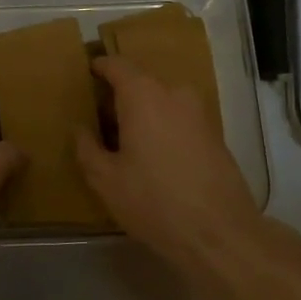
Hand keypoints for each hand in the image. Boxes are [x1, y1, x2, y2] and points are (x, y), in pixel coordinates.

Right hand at [76, 56, 258, 256]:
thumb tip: (81, 129)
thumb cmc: (154, 202)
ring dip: (144, 113)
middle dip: (120, 96)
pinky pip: (180, 119)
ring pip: (163, 101)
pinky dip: (164, 127)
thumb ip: (87, 148)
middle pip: (141, 82)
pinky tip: (155, 156)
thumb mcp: (106, 180)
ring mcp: (199, 113)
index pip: (117, 65)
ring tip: (127, 141)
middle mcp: (174, 94)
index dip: (100, 67)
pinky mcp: (215, 134)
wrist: (220, 234)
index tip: (87, 74)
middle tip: (101, 119)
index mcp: (143, 96)